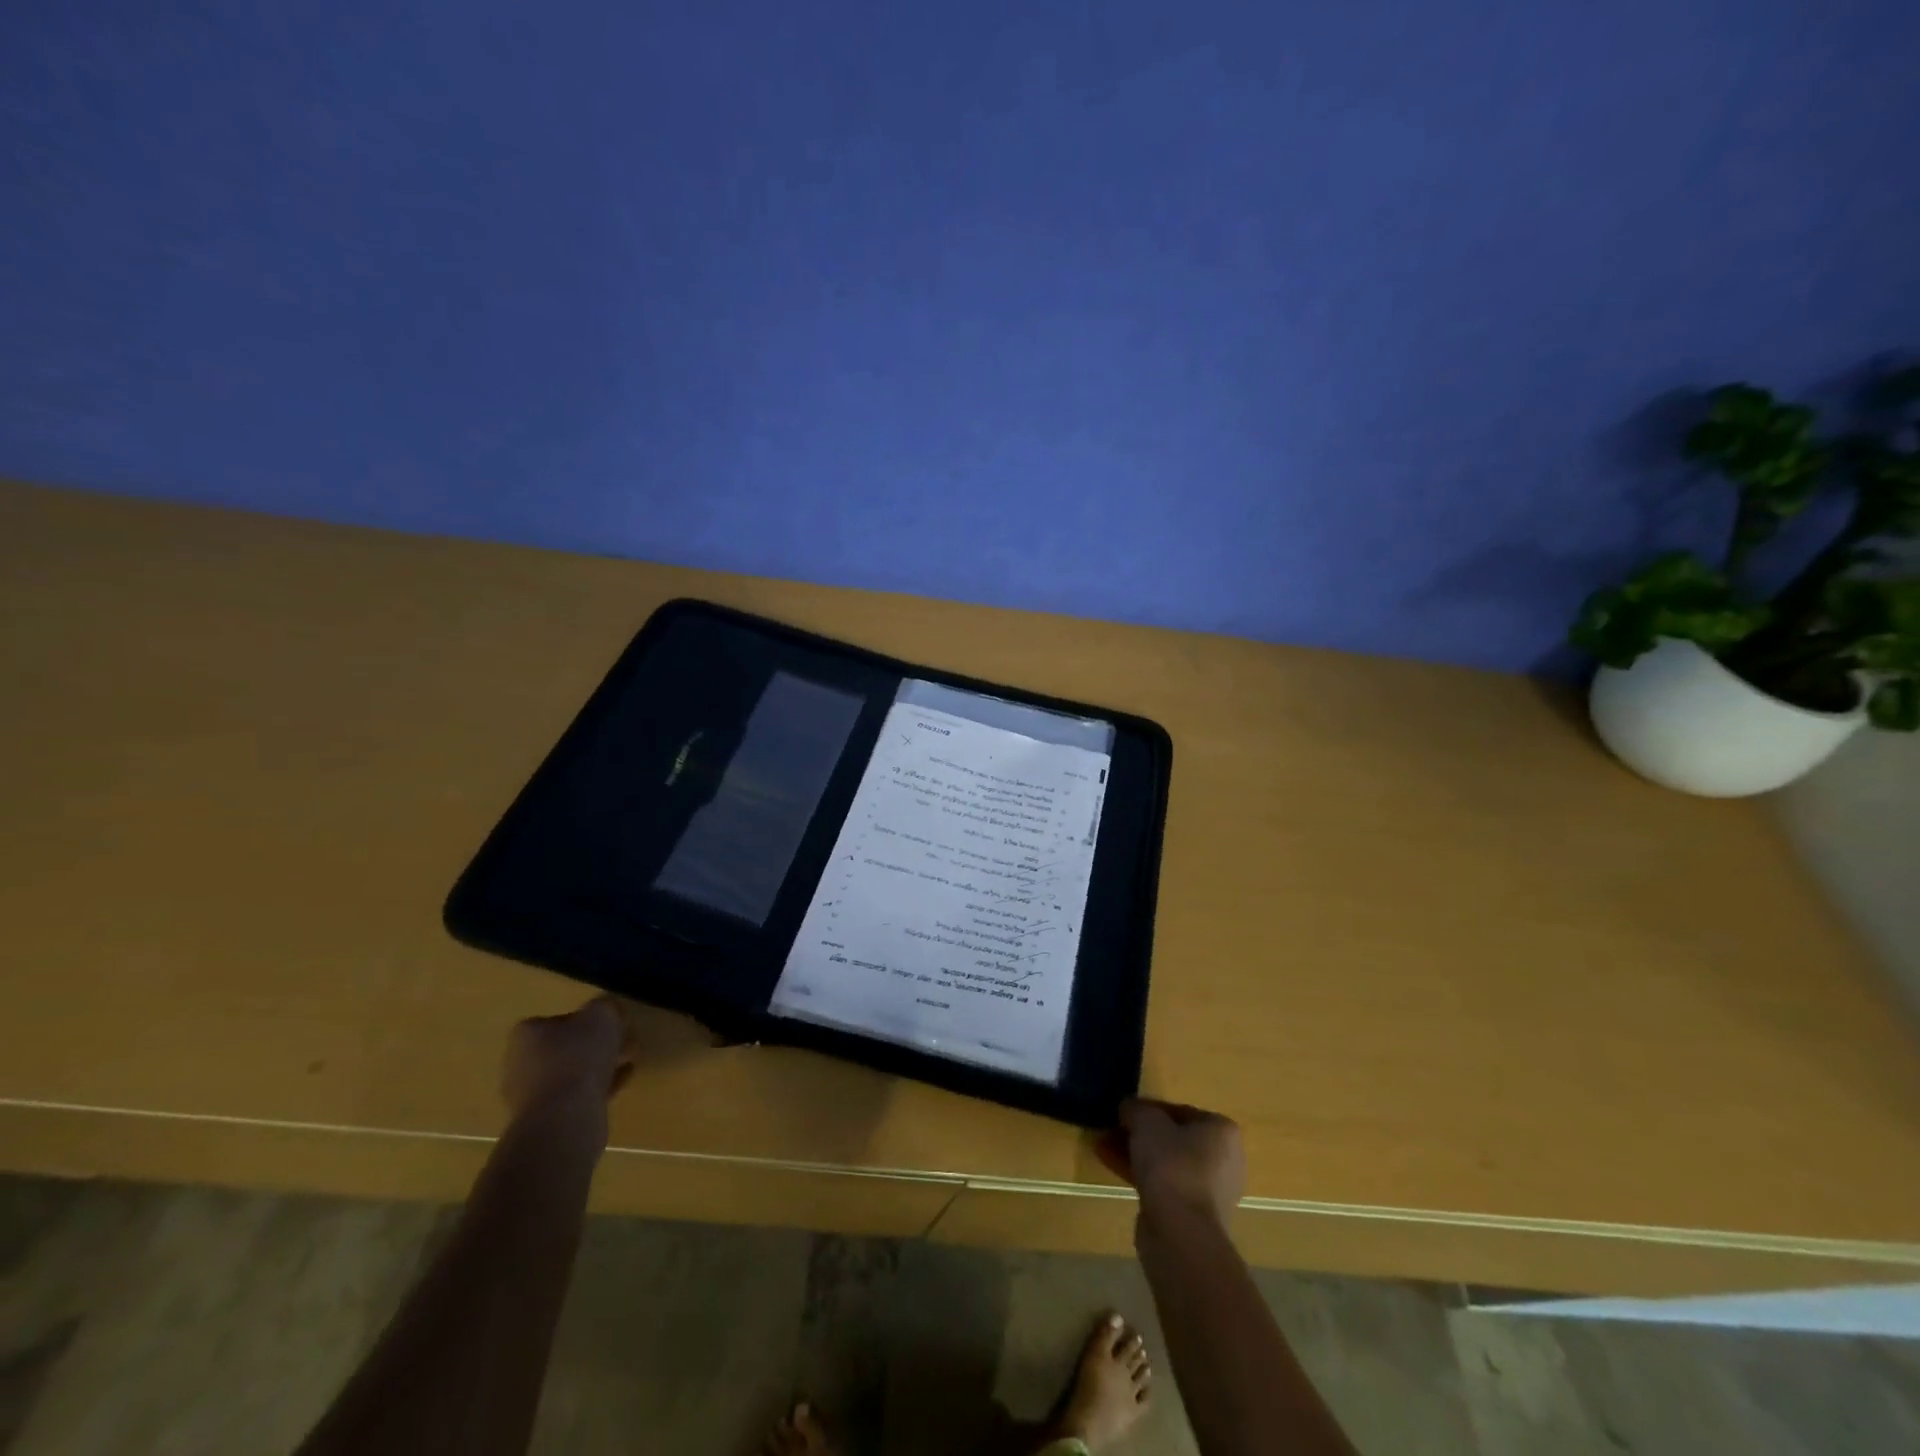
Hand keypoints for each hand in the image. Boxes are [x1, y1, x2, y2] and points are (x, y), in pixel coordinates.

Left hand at [501, 996, 634, 1124]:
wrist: (564, 1118)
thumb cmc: (578, 1057)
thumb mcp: (601, 1015)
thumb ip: (605, 1007)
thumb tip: (606, 1011)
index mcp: (527, 1035)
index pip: (557, 1020)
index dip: (587, 1020)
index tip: (610, 1024)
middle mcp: (521, 1064)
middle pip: (565, 1047)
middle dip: (596, 1045)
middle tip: (624, 1042)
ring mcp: (530, 1096)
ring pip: (572, 1073)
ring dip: (600, 1066)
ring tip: (629, 1061)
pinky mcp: (546, 1119)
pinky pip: (577, 1096)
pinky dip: (598, 1086)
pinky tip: (623, 1080)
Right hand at [1096, 1098, 1245, 1226]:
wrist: (1180, 1233)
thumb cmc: (1171, 1165)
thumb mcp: (1146, 1121)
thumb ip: (1136, 1109)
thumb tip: (1128, 1108)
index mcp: (1222, 1131)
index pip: (1180, 1111)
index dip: (1149, 1109)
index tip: (1125, 1113)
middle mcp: (1224, 1160)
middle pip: (1173, 1138)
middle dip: (1140, 1134)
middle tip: (1113, 1129)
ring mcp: (1211, 1191)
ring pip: (1166, 1163)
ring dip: (1136, 1154)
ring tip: (1104, 1146)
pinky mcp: (1194, 1216)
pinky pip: (1164, 1186)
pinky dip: (1141, 1175)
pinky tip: (1111, 1166)